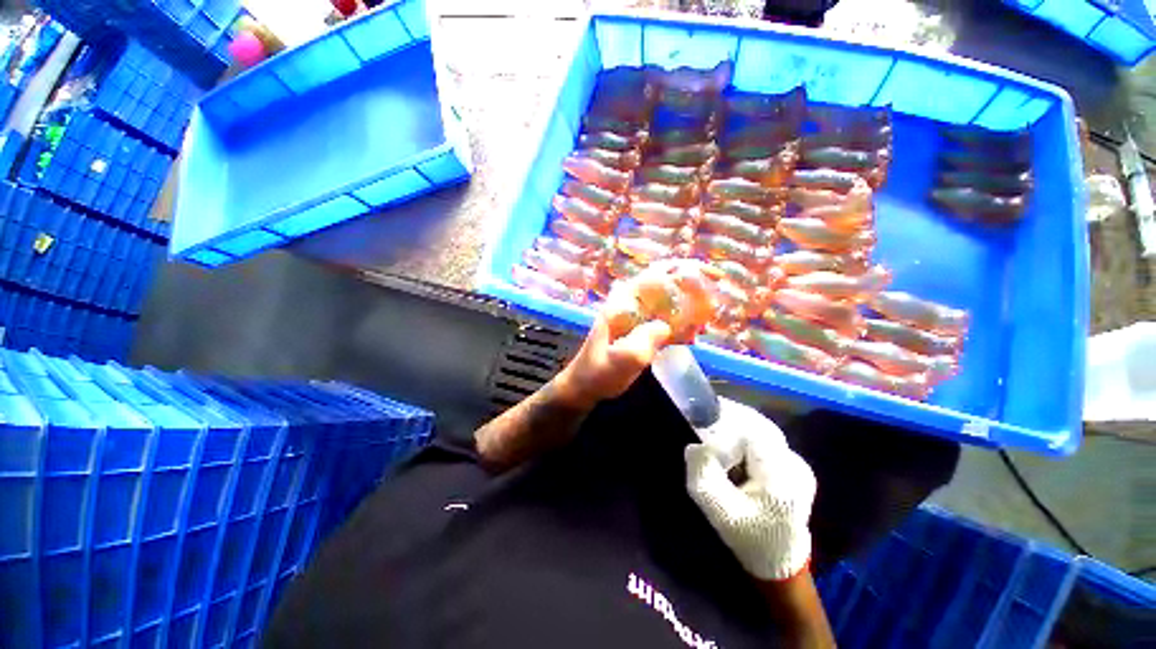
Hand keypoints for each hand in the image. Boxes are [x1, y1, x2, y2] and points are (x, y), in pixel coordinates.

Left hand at [556, 261, 721, 407]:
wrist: (584, 386)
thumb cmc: (599, 372)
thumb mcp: (623, 360)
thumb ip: (645, 340)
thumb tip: (666, 325)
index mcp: (622, 304)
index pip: (653, 276)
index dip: (680, 271)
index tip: (705, 276)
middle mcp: (628, 304)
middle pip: (663, 284)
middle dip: (690, 287)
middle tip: (713, 299)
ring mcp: (633, 317)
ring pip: (665, 302)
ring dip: (687, 307)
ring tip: (703, 322)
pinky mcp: (638, 330)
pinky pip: (663, 320)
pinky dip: (679, 324)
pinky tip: (690, 337)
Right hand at [685, 398, 815, 580]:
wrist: (781, 563)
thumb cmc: (752, 539)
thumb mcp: (721, 512)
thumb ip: (704, 477)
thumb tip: (694, 446)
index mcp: (783, 474)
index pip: (751, 430)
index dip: (724, 421)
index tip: (700, 421)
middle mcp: (794, 462)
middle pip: (758, 424)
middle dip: (728, 417)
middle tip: (702, 417)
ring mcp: (796, 462)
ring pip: (761, 429)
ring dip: (735, 424)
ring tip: (712, 427)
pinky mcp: (791, 465)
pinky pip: (764, 438)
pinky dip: (743, 434)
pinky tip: (729, 442)